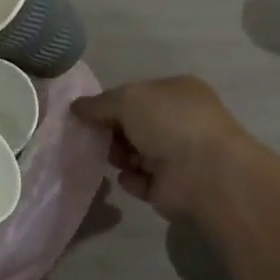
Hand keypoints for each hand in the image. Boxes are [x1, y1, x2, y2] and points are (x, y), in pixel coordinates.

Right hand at [72, 76, 270, 222]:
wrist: (204, 174)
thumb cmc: (169, 123)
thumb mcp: (128, 99)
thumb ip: (99, 103)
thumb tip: (76, 107)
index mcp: (177, 92)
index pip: (137, 94)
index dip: (111, 103)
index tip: (87, 114)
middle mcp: (180, 121)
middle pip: (133, 125)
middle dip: (112, 131)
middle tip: (97, 138)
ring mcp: (177, 155)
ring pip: (134, 153)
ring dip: (119, 155)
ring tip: (116, 159)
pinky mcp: (170, 187)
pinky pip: (139, 181)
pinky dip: (130, 180)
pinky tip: (129, 178)